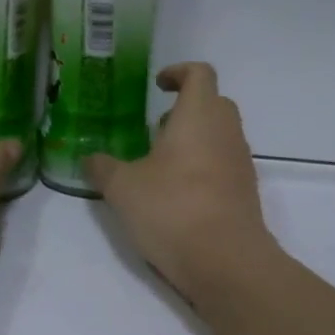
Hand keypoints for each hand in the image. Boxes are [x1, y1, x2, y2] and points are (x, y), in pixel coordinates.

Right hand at [84, 63, 274, 299]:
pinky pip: (224, 163)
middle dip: (185, 108)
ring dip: (194, 138)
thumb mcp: (122, 187)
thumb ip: (102, 167)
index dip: (178, 72)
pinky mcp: (245, 192)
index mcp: (199, 116)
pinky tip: (176, 193)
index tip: (157, 86)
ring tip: (159, 163)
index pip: (199, 74)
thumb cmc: (172, 209)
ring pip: (220, 134)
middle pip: (214, 102)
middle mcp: (226, 131)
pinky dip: (203, 166)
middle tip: (154, 128)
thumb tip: (89, 159)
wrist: (226, 262)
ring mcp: (240, 162)